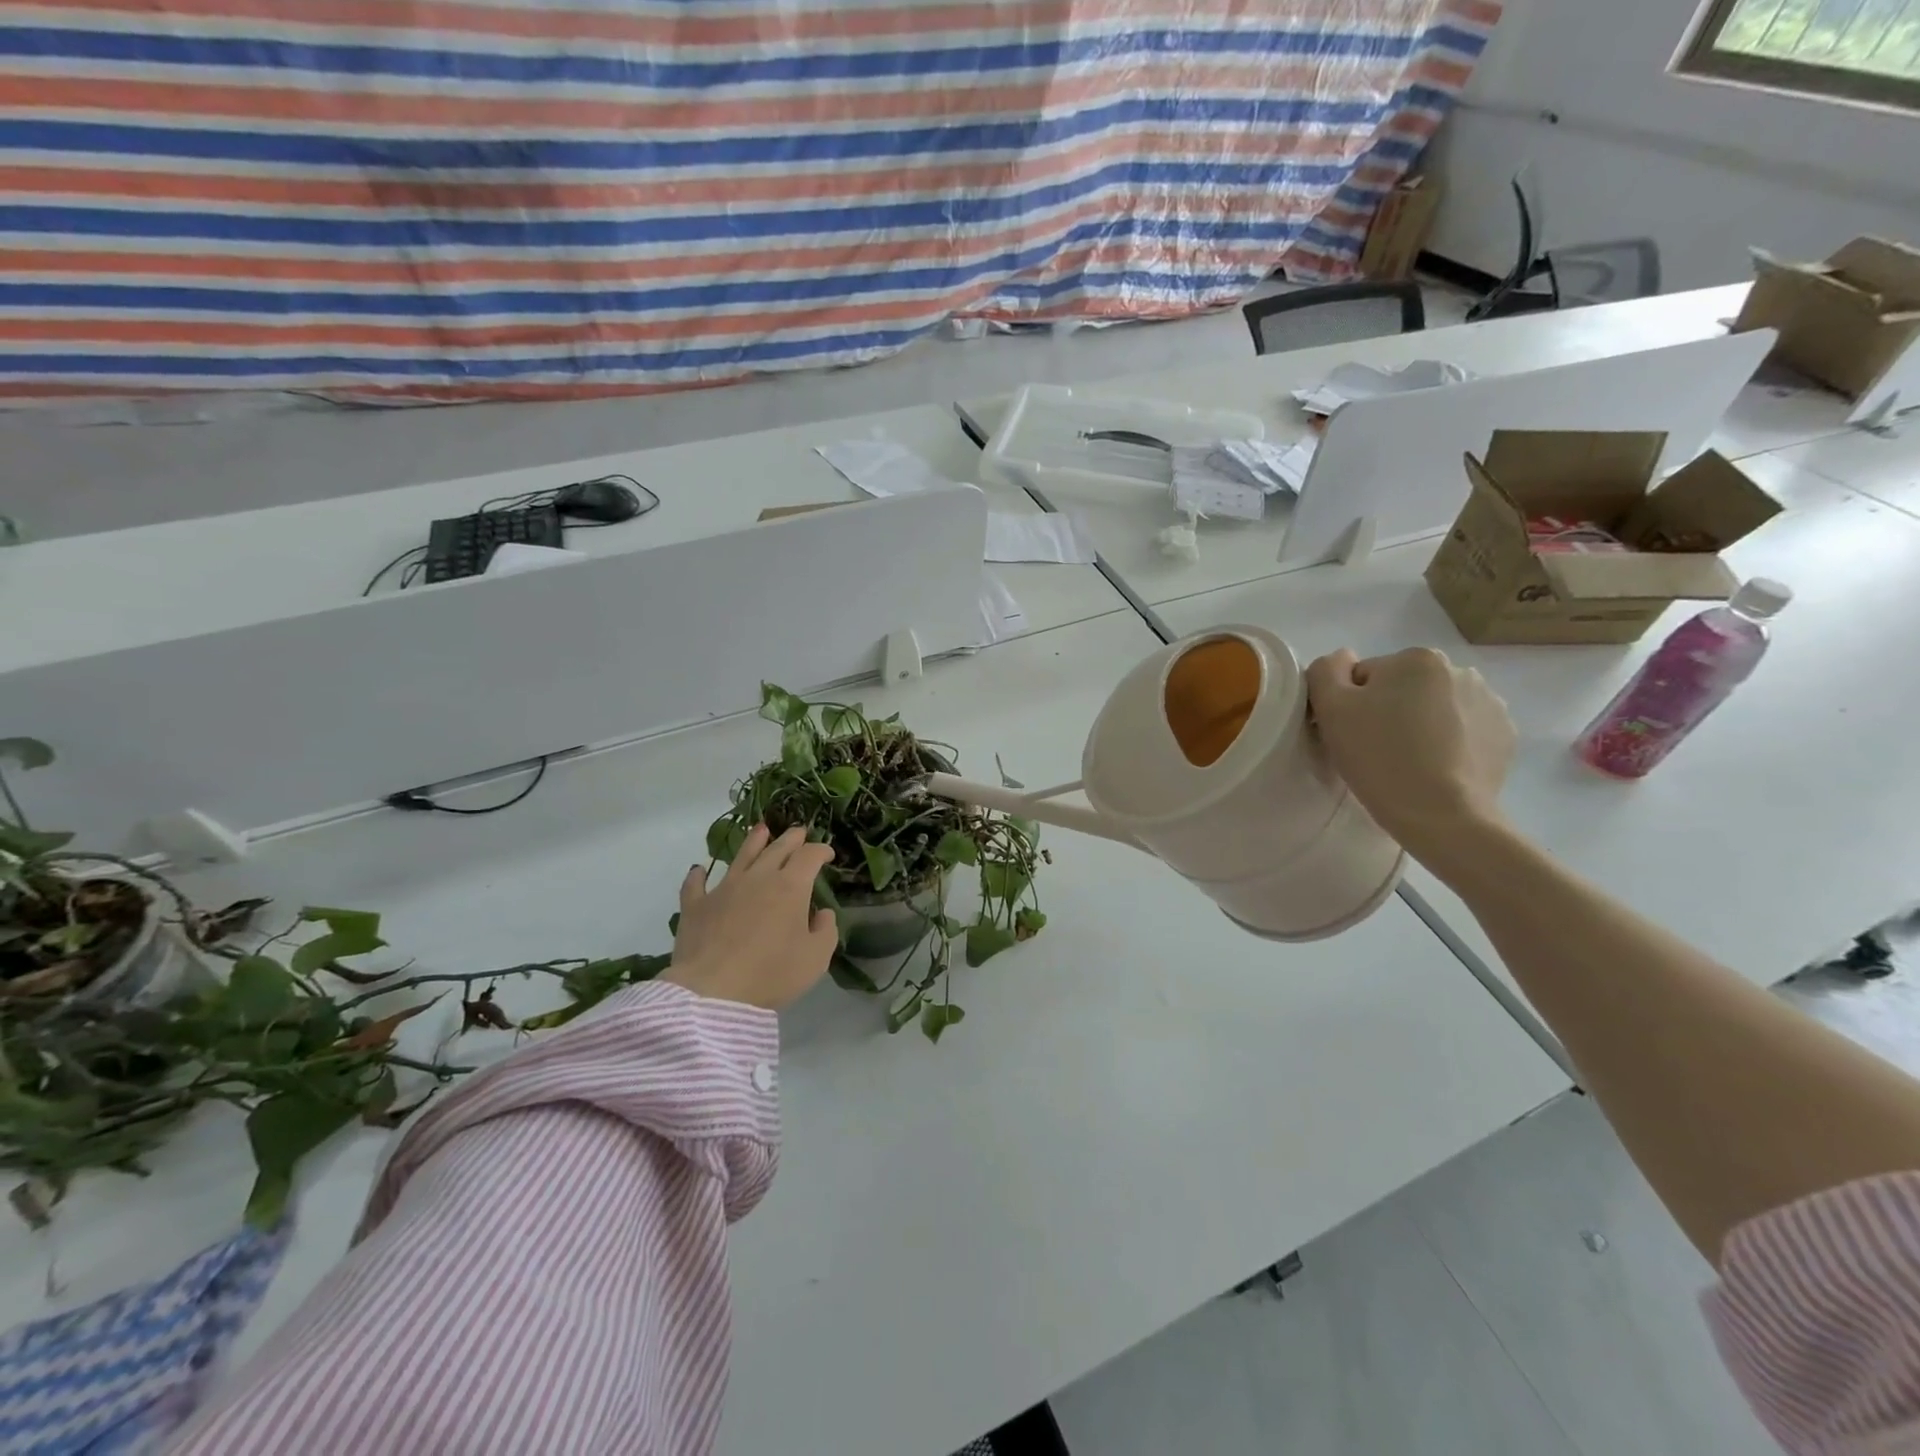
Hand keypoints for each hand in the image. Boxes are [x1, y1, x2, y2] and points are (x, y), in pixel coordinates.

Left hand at [666, 826, 837, 1010]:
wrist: (713, 992)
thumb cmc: (772, 974)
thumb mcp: (815, 958)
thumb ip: (826, 931)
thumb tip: (822, 913)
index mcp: (791, 887)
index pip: (809, 856)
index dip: (820, 850)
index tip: (828, 854)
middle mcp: (758, 878)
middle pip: (777, 849)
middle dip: (792, 838)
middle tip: (799, 832)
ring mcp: (724, 888)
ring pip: (741, 856)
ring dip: (754, 841)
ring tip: (761, 829)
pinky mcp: (696, 906)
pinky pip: (695, 884)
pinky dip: (698, 876)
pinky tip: (698, 870)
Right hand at [1305, 647, 1515, 867]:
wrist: (1442, 816)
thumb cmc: (1380, 757)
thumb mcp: (1331, 708)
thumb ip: (1326, 671)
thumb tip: (1341, 660)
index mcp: (1417, 659)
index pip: (1365, 676)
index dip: (1351, 705)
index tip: (1352, 735)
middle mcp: (1460, 670)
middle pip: (1403, 689)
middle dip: (1389, 711)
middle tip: (1376, 749)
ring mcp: (1491, 703)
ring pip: (1434, 708)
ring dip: (1420, 725)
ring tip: (1408, 761)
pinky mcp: (1505, 736)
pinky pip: (1463, 730)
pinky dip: (1448, 743)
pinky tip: (1436, 768)